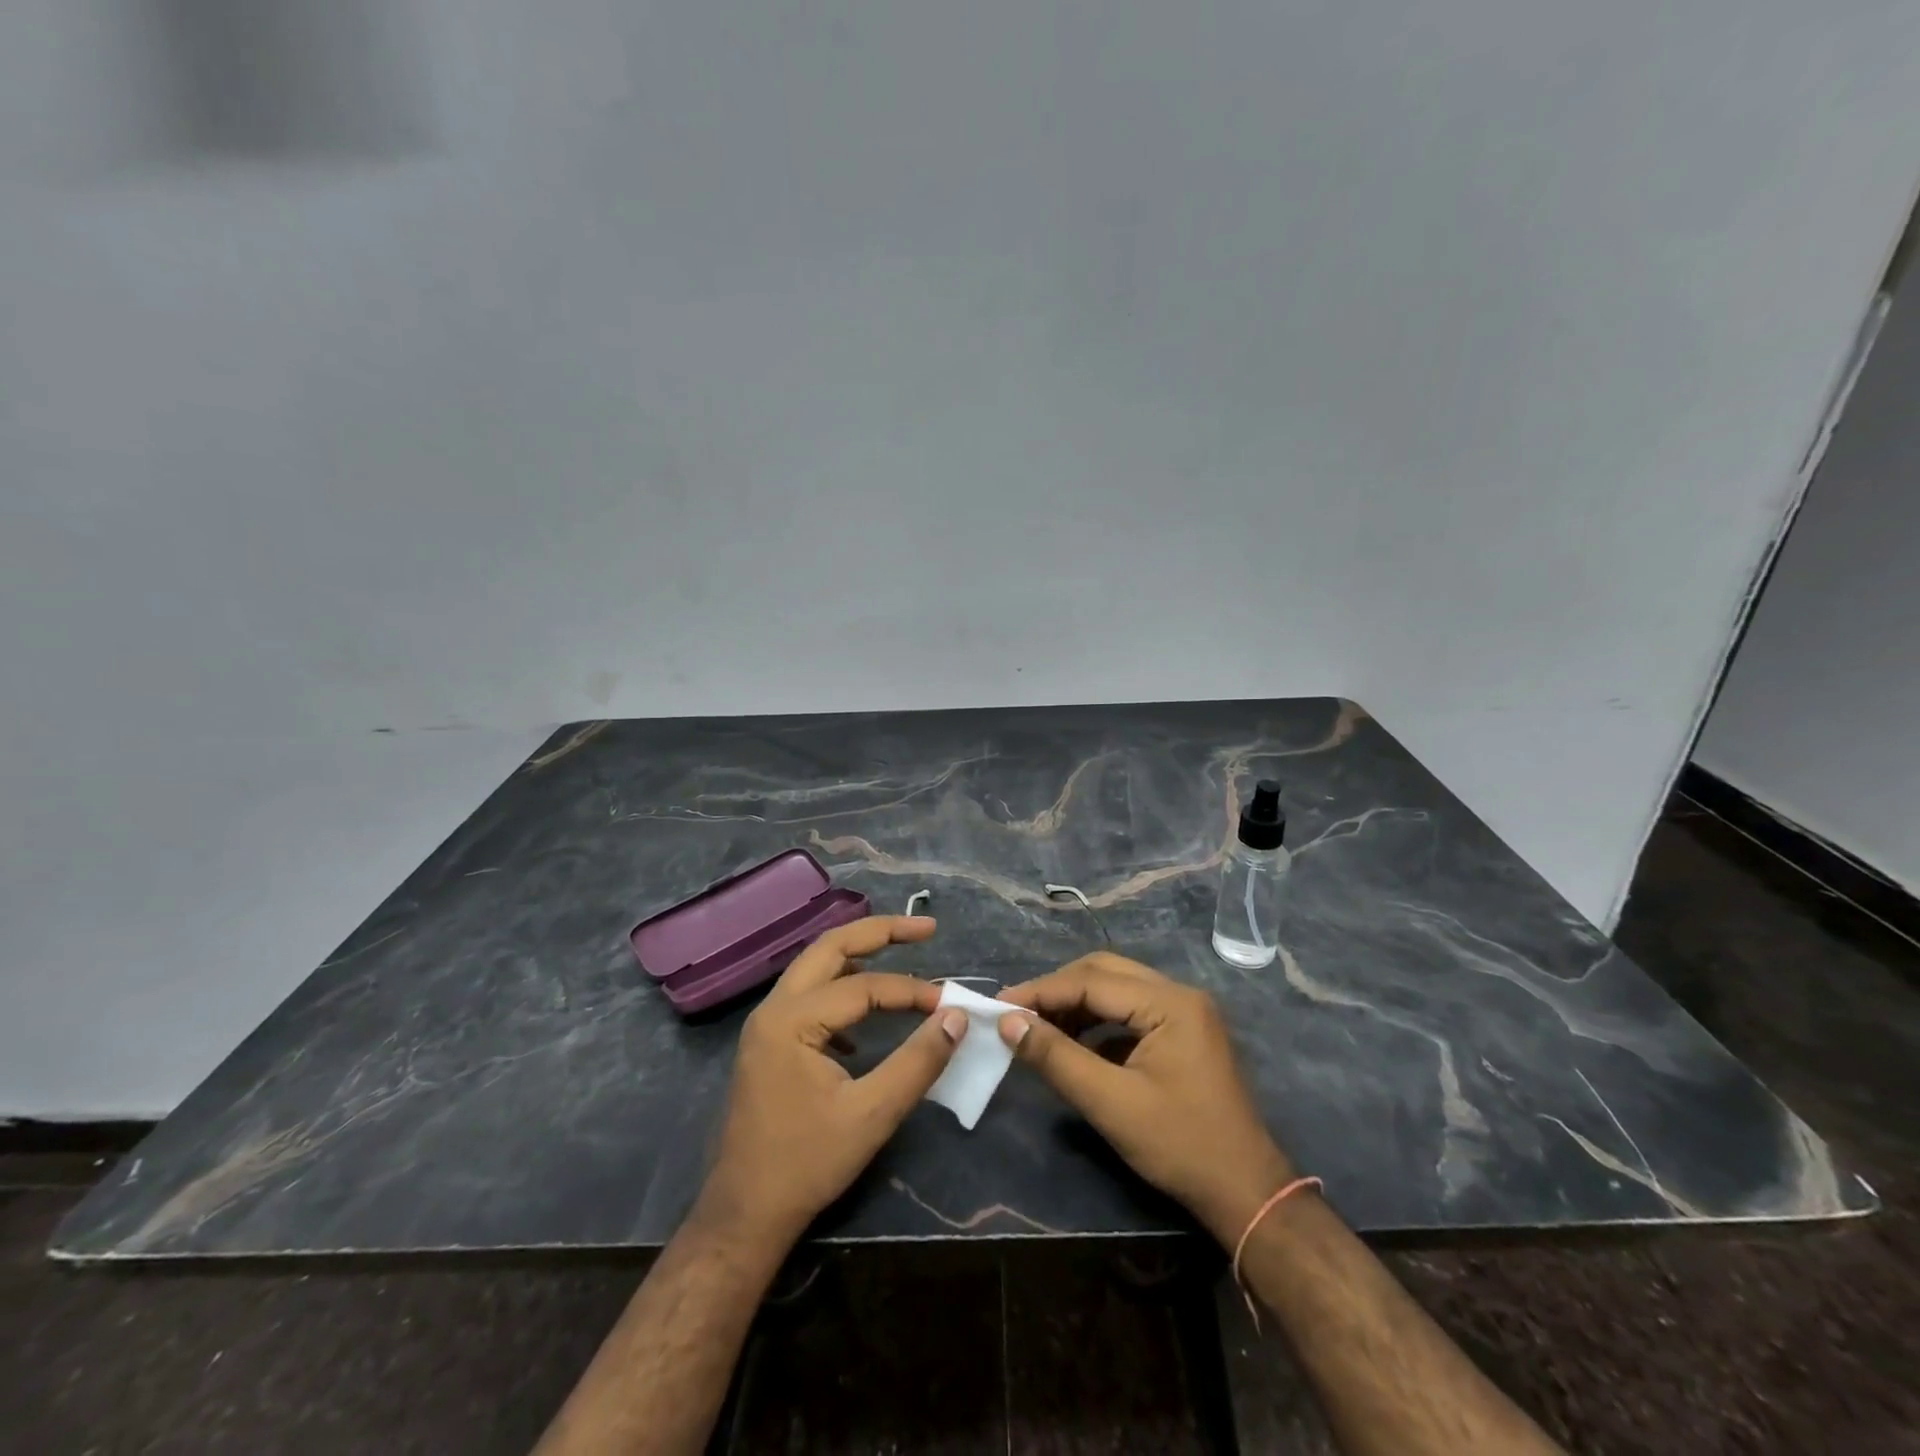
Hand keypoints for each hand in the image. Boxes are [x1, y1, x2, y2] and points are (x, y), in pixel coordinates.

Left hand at [696, 916, 966, 1244]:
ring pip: (817, 968)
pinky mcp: (770, 1043)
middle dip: (880, 932)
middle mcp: (773, 1009)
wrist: (744, 1214)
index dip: (911, 991)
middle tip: (925, 930)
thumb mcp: (872, 1114)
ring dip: (859, 956)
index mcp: (792, 1020)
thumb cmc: (807, 1163)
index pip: (863, 986)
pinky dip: (843, 990)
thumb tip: (956, 1017)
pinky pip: (810, 997)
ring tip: (900, 954)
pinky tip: (866, 1020)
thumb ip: (918, 1061)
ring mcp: (767, 1025)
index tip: (949, 1005)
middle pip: (830, 947)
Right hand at [997, 952, 1294, 1241]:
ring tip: (1039, 1028)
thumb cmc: (1180, 1145)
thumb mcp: (1110, 1103)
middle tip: (1017, 1012)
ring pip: (1117, 988)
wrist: (1246, 1192)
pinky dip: (1098, 1021)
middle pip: (1105, 972)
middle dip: (1058, 990)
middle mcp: (1179, 994)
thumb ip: (1056, 1057)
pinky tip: (1074, 1043)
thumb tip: (1008, 1022)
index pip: (1091, 981)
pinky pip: (1131, 1011)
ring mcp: (1185, 1012)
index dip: (1042, 992)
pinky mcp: (1183, 1033)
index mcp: (1170, 1003)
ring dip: (1077, 1003)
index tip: (999, 1004)